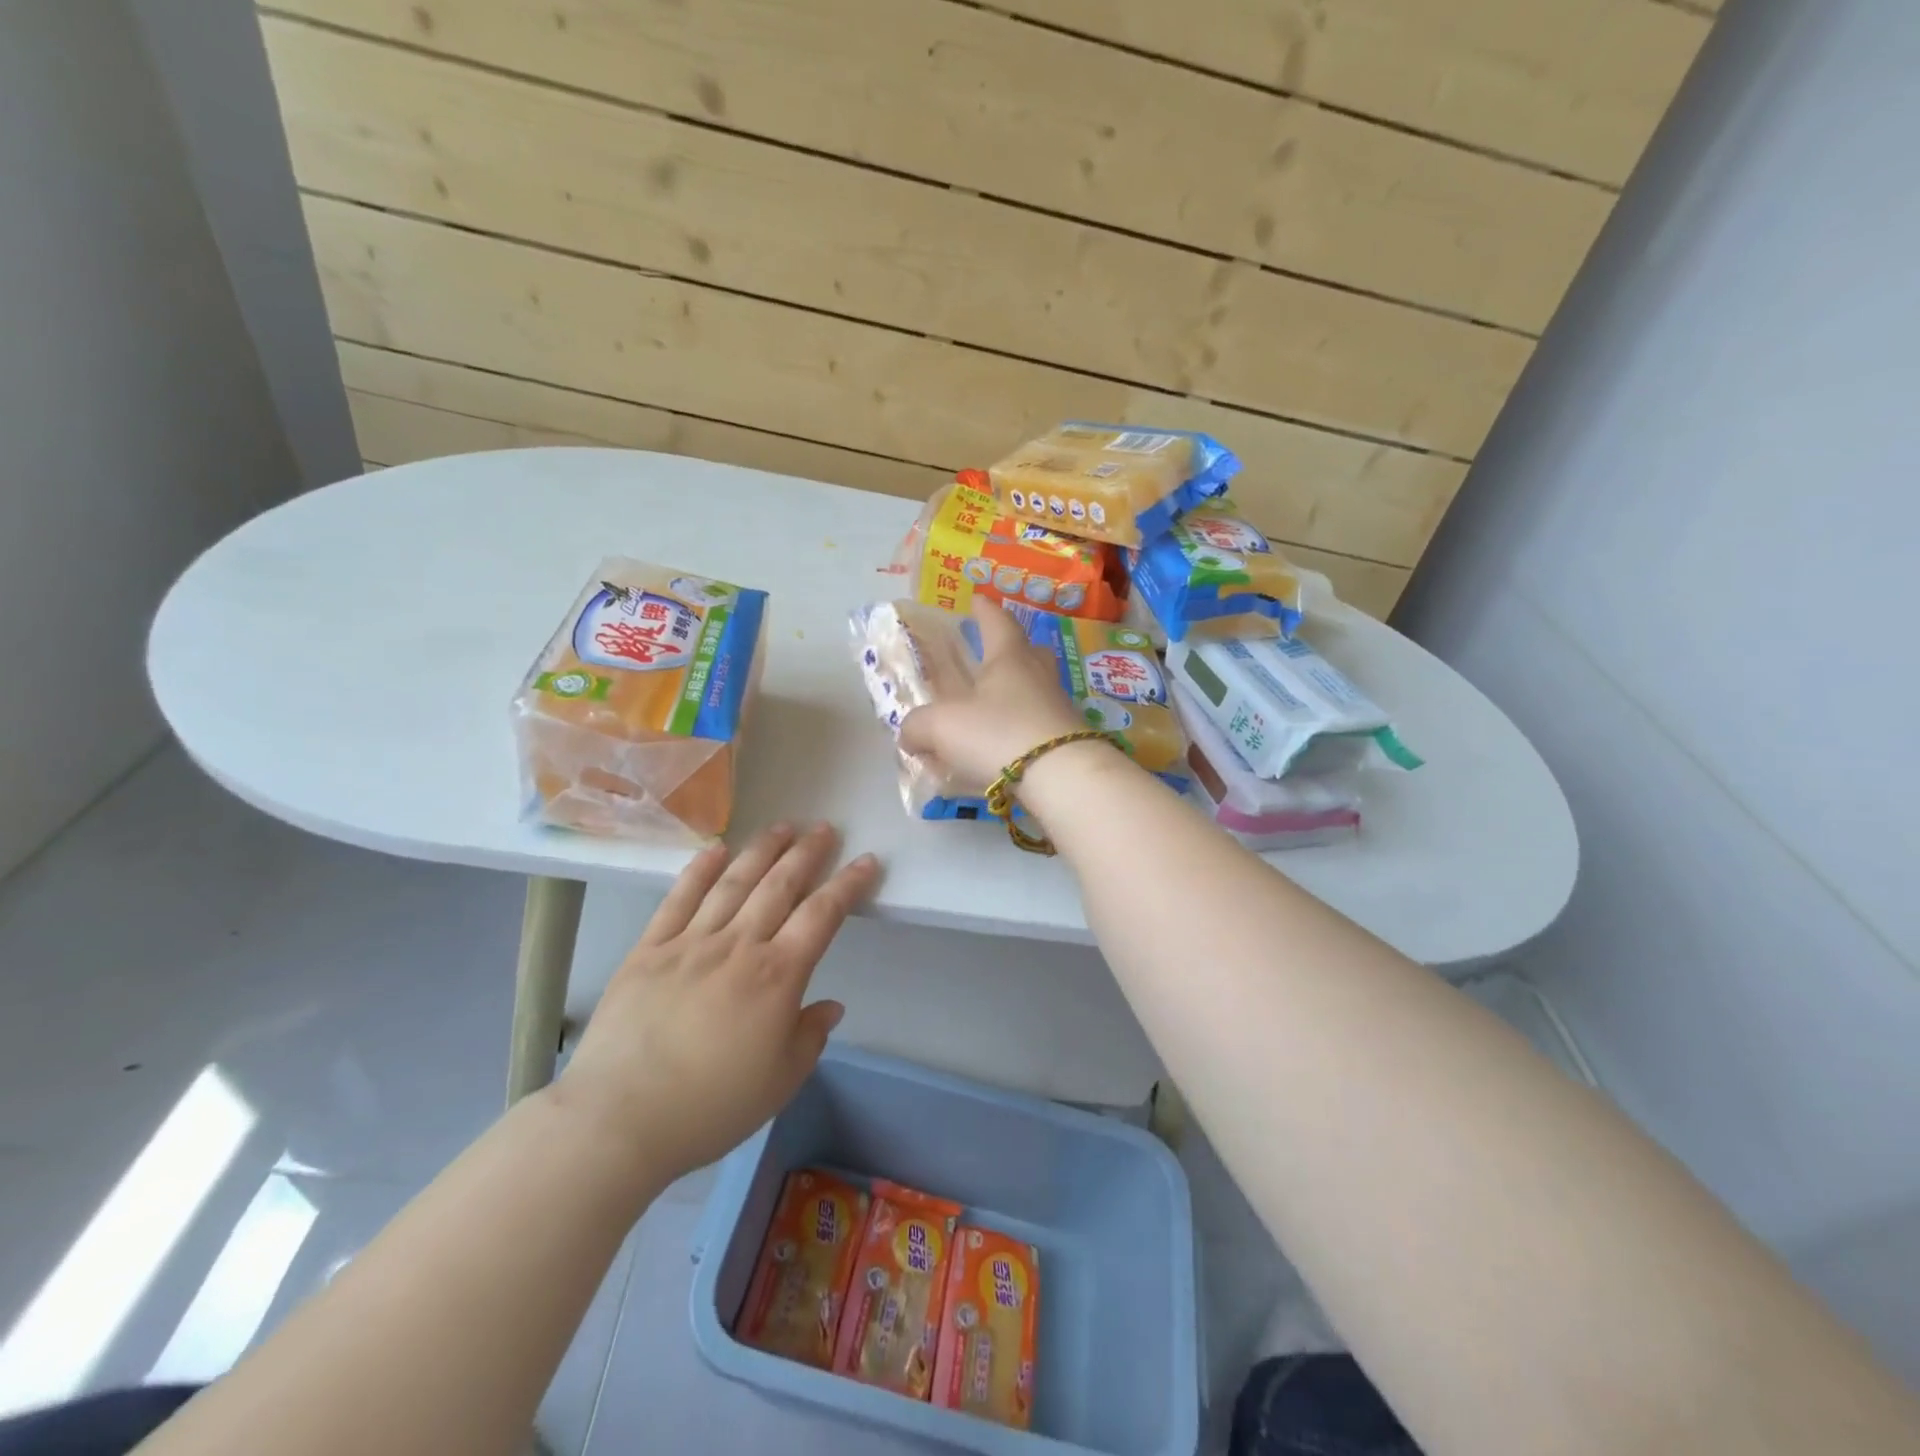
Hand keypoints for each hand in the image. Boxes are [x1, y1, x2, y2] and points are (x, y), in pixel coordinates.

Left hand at [554, 823, 880, 1179]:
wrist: (619, 1119)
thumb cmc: (710, 1106)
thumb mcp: (780, 1082)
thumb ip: (810, 1037)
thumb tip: (830, 1005)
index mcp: (777, 976)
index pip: (822, 916)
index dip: (848, 885)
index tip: (866, 860)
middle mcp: (738, 945)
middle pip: (780, 886)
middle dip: (807, 853)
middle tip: (824, 828)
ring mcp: (690, 942)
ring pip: (734, 882)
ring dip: (762, 850)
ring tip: (782, 826)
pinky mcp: (649, 949)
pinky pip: (678, 899)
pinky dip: (699, 870)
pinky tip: (715, 849)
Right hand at [898, 599, 1087, 786]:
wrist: (1062, 779)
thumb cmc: (998, 734)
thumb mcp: (941, 727)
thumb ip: (917, 726)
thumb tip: (909, 733)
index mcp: (1010, 657)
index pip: (997, 621)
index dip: (984, 610)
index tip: (976, 599)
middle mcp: (1038, 676)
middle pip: (1027, 653)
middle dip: (1007, 651)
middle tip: (989, 658)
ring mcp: (1058, 709)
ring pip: (1033, 692)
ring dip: (1011, 697)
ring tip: (987, 711)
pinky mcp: (1067, 742)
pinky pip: (1036, 728)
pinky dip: (1016, 734)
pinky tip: (998, 753)